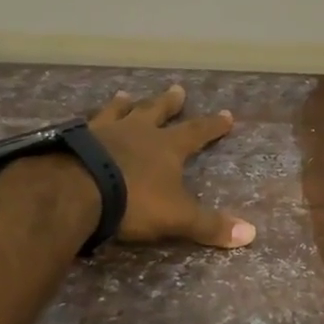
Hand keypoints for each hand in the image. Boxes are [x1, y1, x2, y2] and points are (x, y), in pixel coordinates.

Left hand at [86, 86, 256, 248]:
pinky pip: (82, 126)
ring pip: (118, 112)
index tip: (227, 114)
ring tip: (125, 94)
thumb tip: (251, 234)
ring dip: (124, 104)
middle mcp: (137, 132)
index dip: (213, 125)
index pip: (197, 131)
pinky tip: (79, 122)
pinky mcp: (72, 140)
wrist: (74, 191)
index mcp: (166, 147)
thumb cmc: (132, 201)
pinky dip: (85, 123)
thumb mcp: (177, 217)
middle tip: (178, 89)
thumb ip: (209, 225)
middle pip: (157, 111)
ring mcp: (103, 132)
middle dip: (169, 102)